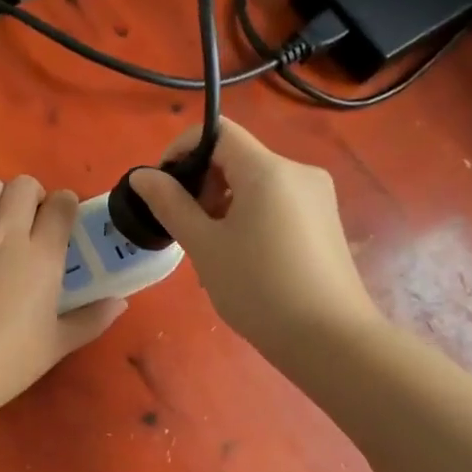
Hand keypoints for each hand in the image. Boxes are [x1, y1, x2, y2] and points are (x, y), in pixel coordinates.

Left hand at [0, 176, 126, 422]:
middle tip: (31, 222)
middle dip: (33, 195)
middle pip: (23, 185)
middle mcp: (6, 235)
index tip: (63, 221)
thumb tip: (120, 302)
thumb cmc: (6, 363)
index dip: (66, 205)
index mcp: (42, 257)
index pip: (61, 205)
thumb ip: (91, 320)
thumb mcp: (56, 346)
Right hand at [130, 120, 379, 356]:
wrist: (329, 339)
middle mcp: (298, 171)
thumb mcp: (204, 246)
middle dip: (203, 183)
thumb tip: (142, 176)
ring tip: (211, 248)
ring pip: (256, 183)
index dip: (183, 149)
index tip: (162, 185)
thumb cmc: (258, 289)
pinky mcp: (325, 221)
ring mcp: (317, 197)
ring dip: (224, 203)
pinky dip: (249, 216)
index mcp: (268, 170)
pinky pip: (277, 203)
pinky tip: (242, 257)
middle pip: (238, 157)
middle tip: (184, 226)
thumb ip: (171, 204)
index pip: (218, 132)